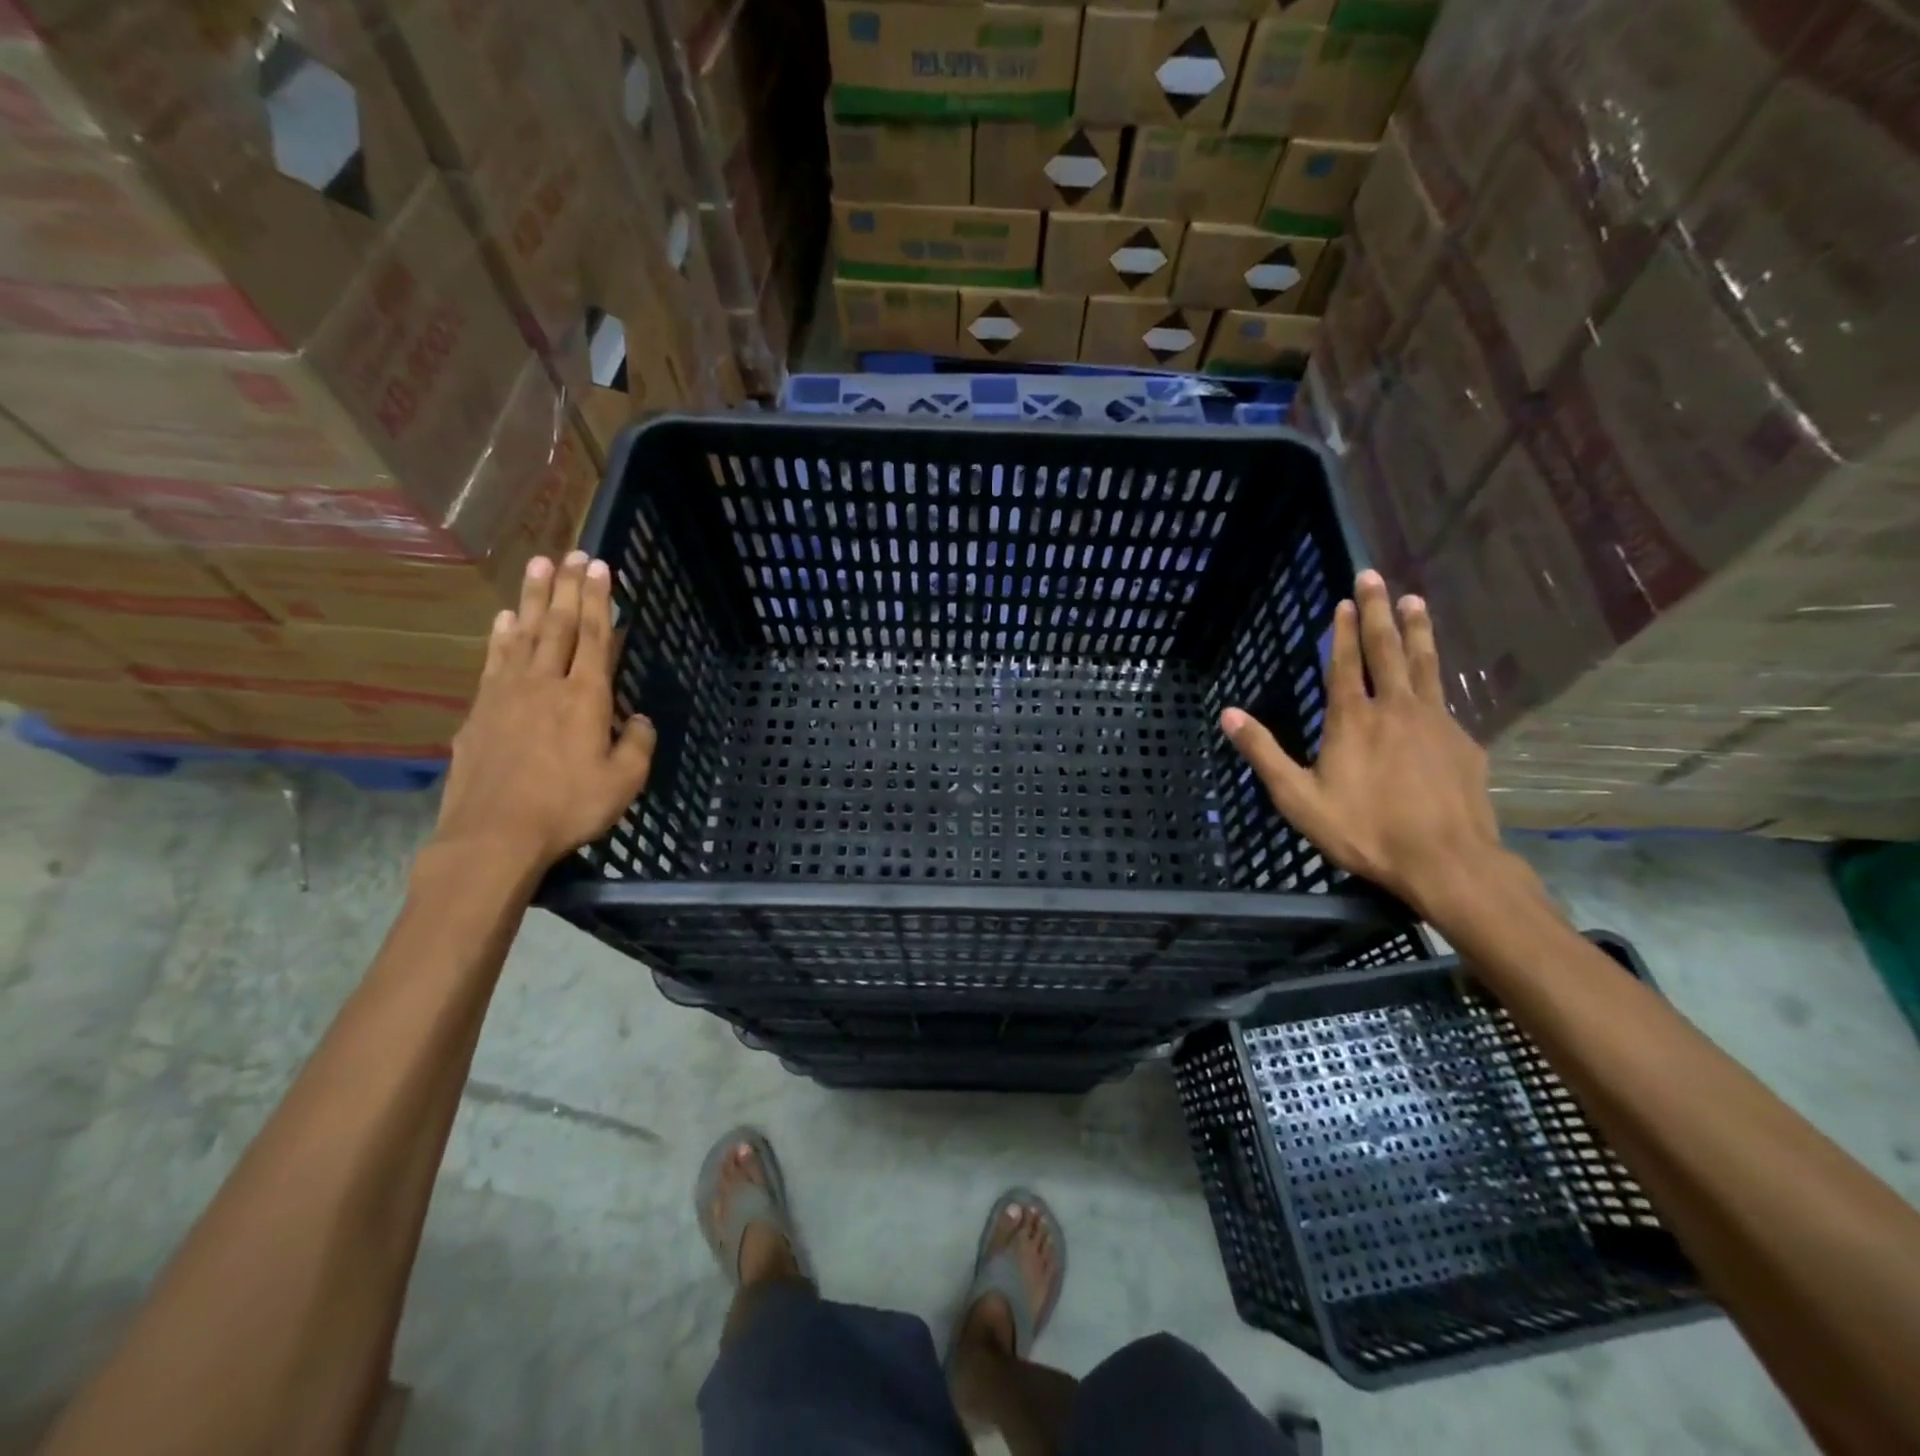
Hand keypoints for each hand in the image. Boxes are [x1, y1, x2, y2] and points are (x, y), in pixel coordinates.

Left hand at [433, 551, 655, 872]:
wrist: (494, 834)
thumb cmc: (568, 807)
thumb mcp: (624, 782)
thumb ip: (637, 744)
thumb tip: (639, 719)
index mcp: (586, 698)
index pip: (594, 637)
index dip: (599, 601)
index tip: (600, 567)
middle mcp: (546, 684)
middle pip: (558, 625)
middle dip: (567, 587)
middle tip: (572, 553)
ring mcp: (507, 694)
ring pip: (523, 634)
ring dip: (532, 598)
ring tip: (538, 565)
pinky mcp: (480, 711)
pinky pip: (494, 661)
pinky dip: (500, 636)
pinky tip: (503, 619)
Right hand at [1220, 570, 1519, 919]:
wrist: (1445, 860)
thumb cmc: (1363, 829)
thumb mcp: (1297, 798)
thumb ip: (1263, 753)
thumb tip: (1229, 714)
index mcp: (1352, 719)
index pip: (1346, 663)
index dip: (1345, 630)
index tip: (1346, 599)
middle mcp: (1395, 708)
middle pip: (1387, 649)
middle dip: (1379, 610)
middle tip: (1376, 576)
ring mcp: (1435, 722)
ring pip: (1424, 664)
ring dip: (1417, 629)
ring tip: (1415, 601)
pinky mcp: (1463, 742)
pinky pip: (1444, 700)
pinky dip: (1435, 678)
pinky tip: (1435, 679)